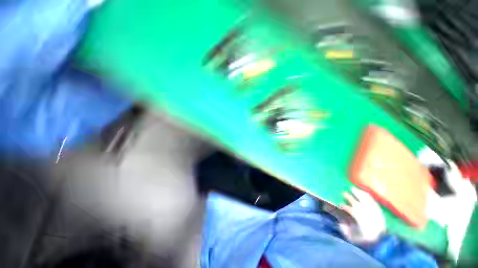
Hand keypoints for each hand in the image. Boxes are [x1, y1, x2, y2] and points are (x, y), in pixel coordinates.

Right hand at [339, 187, 385, 243]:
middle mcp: (369, 215)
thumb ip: (347, 232)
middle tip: (343, 193)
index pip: (352, 211)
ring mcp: (375, 213)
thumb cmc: (368, 241)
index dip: (345, 207)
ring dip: (359, 194)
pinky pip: (373, 202)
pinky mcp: (380, 212)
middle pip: (358, 203)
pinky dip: (368, 196)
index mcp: (362, 222)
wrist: (384, 243)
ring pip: (366, 200)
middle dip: (350, 198)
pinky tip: (363, 192)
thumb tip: (341, 223)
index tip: (339, 204)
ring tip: (353, 188)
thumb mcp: (355, 240)